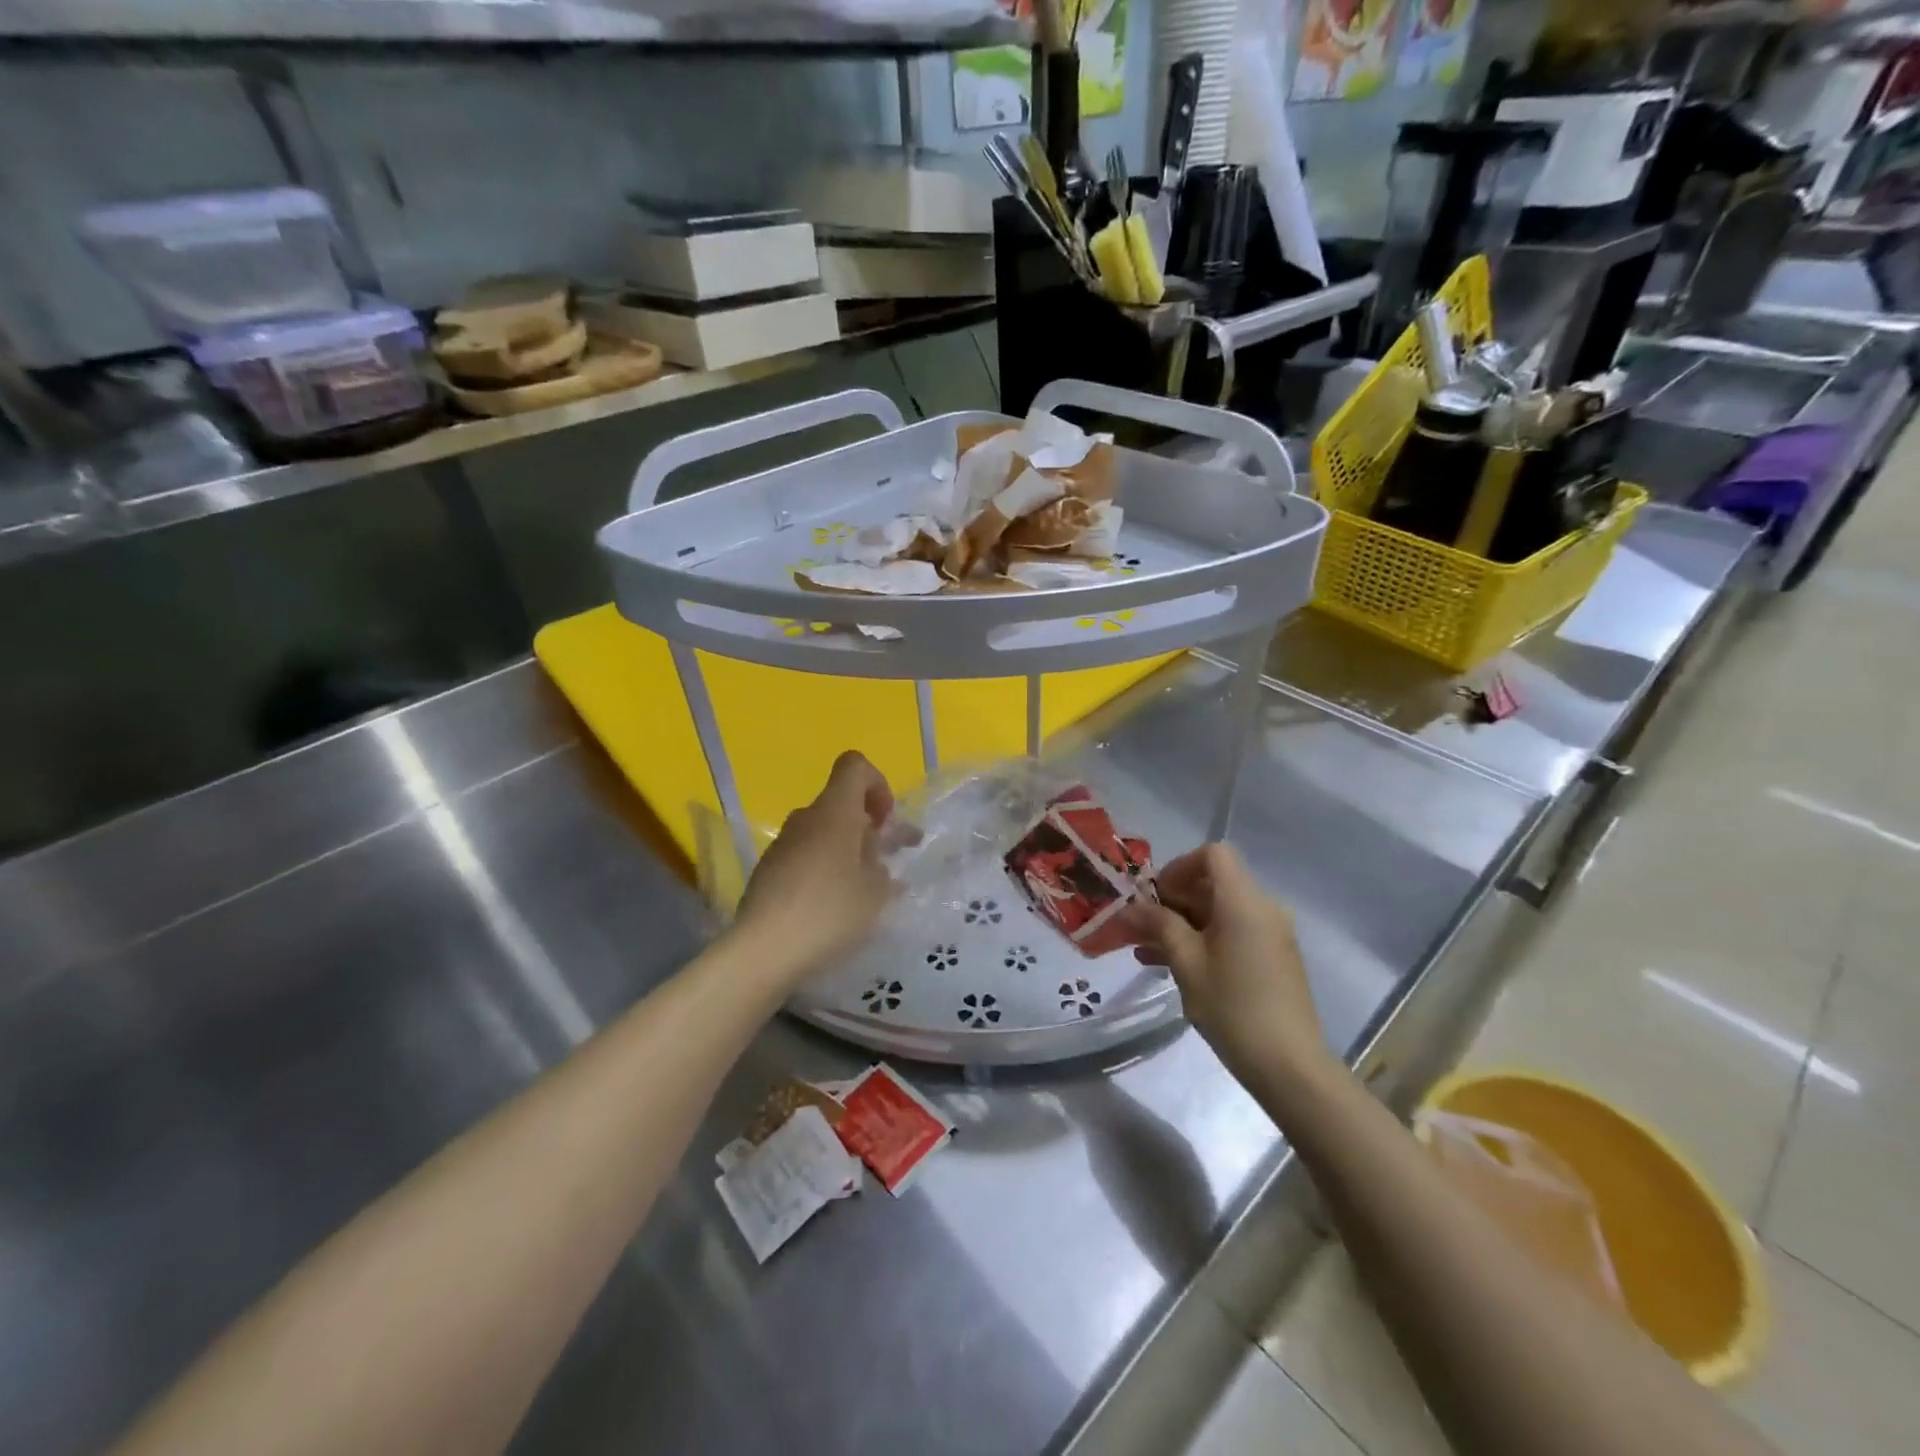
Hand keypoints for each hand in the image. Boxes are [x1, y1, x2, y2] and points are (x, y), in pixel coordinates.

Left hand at [735, 751, 896, 983]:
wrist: (763, 950)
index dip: (877, 784)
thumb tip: (872, 856)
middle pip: (840, 803)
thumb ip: (881, 864)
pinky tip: (835, 906)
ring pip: (823, 832)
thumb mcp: (876, 890)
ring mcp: (783, 844)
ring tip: (867, 889)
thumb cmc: (830, 911)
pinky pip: (806, 856)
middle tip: (890, 859)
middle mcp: (805, 818)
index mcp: (834, 811)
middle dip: (869, 825)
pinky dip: (826, 869)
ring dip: (848, 850)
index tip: (886, 822)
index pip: (854, 766)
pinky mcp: (769, 871)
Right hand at [1130, 844, 1333, 1092]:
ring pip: (1219, 912)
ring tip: (1145, 949)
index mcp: (1244, 901)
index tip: (1155, 896)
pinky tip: (1171, 965)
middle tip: (1141, 926)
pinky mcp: (1272, 959)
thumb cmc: (1233, 1007)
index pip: (1213, 855)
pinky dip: (1202, 940)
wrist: (1290, 1066)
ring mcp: (1271, 935)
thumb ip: (1158, 925)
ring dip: (1183, 923)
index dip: (1178, 867)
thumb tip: (1131, 908)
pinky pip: (1232, 934)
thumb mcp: (1186, 962)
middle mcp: (1263, 909)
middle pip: (1214, 884)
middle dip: (1173, 900)